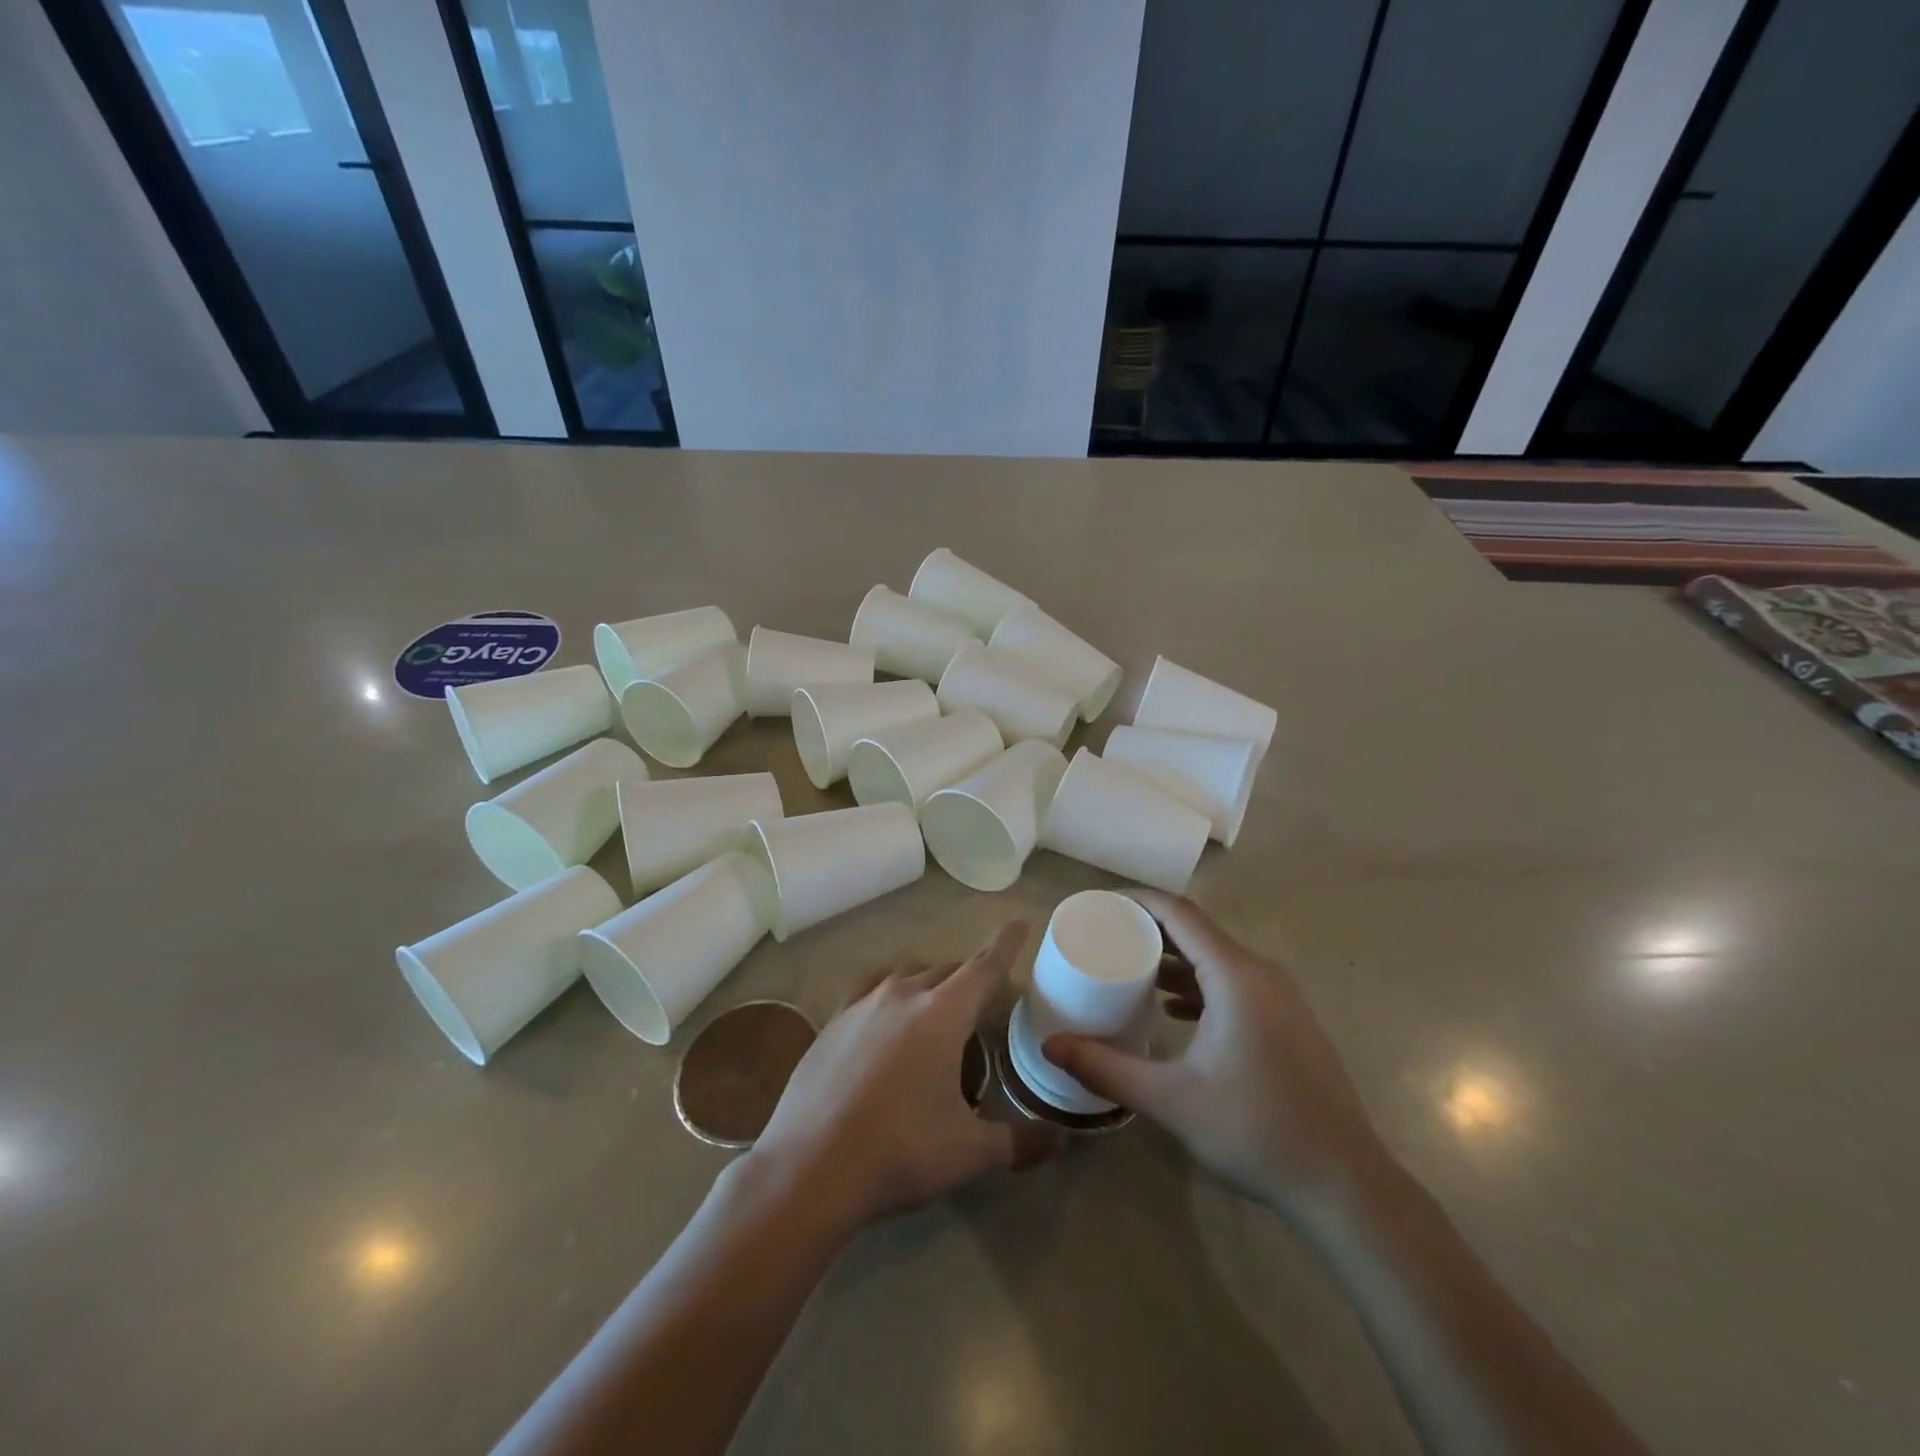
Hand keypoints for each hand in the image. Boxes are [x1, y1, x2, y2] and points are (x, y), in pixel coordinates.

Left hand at [749, 921, 1064, 1231]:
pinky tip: (885, 1016)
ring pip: (907, 975)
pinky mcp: (832, 1021)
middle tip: (983, 1005)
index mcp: (943, 1013)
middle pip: (947, 971)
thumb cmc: (900, 1152)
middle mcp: (904, 994)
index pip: (984, 966)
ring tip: (937, 1011)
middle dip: (969, 980)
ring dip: (929, 983)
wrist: (809, 1168)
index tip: (1020, 920)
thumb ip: (1021, 1142)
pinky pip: (869, 988)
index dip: (1006, 944)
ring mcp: (862, 1004)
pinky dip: (888, 991)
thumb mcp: (969, 1153)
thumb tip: (1062, 1139)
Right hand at [1044, 890, 1390, 1213]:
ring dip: (1174, 960)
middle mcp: (1261, 974)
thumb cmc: (1256, 1130)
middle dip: (1150, 930)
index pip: (1180, 914)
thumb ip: (1106, 1069)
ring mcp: (1281, 998)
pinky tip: (1175, 1012)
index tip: (1100, 905)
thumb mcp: (1170, 1100)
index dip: (1138, 901)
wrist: (1344, 1184)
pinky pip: (1235, 984)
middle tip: (1105, 939)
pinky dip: (1199, 985)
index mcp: (1236, 976)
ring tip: (1130, 972)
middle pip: (1197, 932)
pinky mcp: (1288, 1021)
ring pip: (1217, 959)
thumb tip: (1050, 1046)